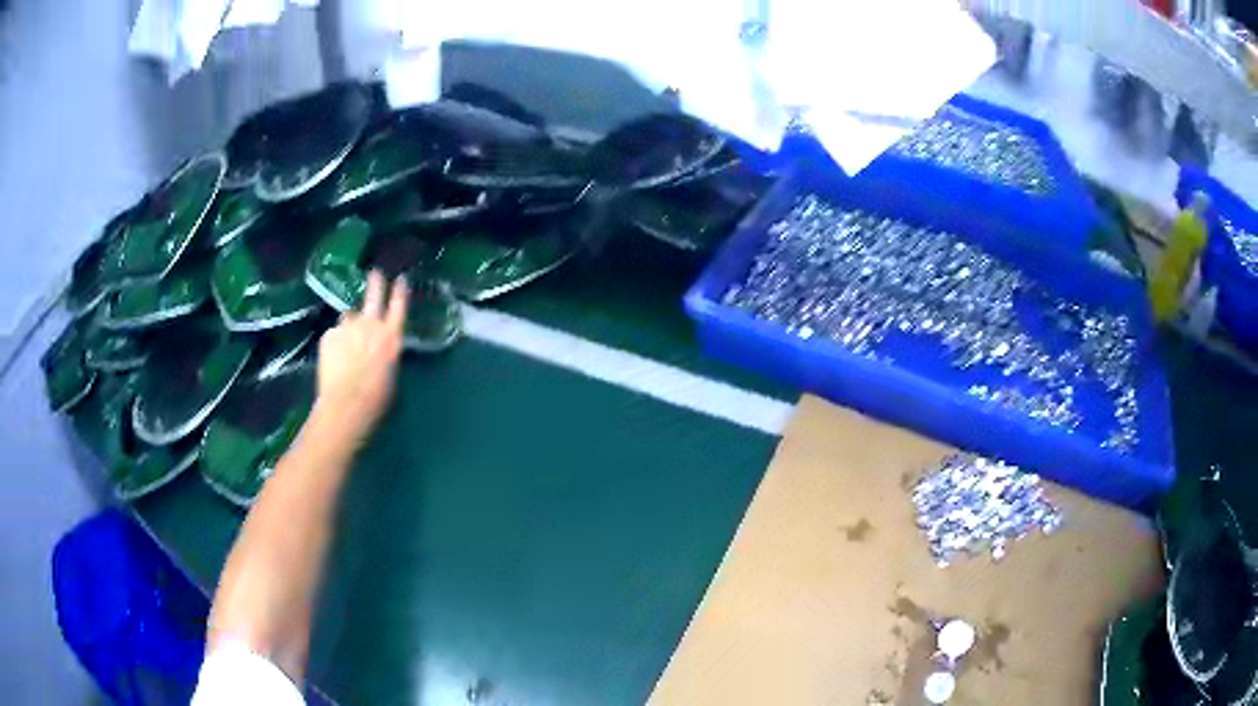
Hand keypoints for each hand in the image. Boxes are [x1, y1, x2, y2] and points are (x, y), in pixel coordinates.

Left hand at [311, 270, 408, 447]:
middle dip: (376, 283)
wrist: (346, 405)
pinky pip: (334, 334)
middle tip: (375, 273)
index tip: (401, 279)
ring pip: (349, 317)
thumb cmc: (376, 399)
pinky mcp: (329, 335)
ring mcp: (348, 328)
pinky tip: (334, 358)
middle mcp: (371, 325)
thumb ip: (387, 353)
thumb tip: (381, 347)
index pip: (399, 307)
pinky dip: (335, 342)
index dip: (400, 292)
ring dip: (350, 324)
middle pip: (374, 296)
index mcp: (391, 337)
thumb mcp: (392, 374)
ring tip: (347, 342)